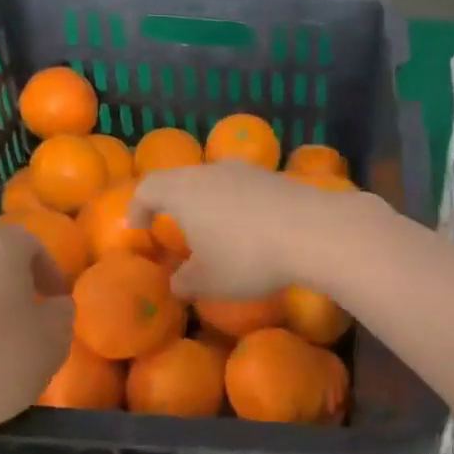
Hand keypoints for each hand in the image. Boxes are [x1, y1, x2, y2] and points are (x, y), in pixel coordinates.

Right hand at [128, 163, 386, 297]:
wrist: (314, 231)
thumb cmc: (248, 257)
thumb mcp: (209, 282)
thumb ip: (185, 282)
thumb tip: (177, 282)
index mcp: (184, 190)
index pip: (148, 188)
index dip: (138, 207)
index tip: (139, 227)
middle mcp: (212, 171)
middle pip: (183, 180)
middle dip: (175, 204)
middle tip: (175, 228)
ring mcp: (248, 171)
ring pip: (217, 183)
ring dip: (210, 204)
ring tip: (215, 231)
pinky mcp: (277, 178)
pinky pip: (246, 190)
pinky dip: (239, 207)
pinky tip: (252, 230)